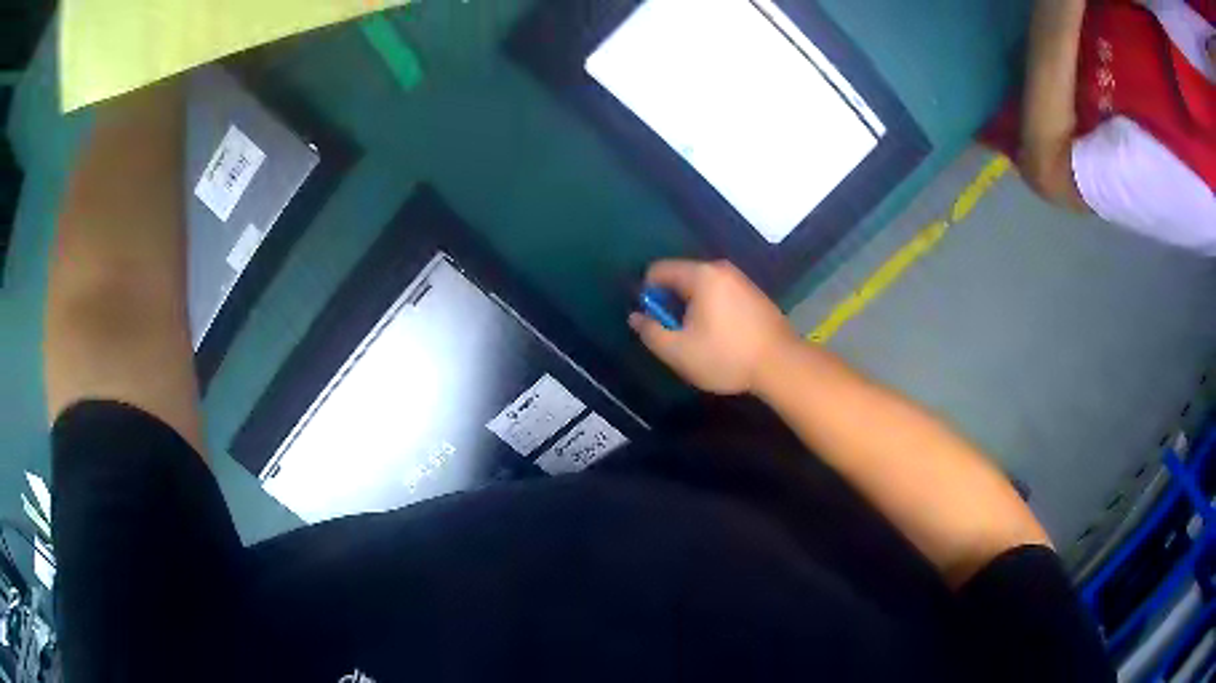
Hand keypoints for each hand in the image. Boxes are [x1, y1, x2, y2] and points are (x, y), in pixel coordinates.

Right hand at [628, 259, 798, 395]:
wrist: (781, 364)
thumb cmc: (726, 356)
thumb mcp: (679, 351)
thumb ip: (650, 332)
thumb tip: (635, 317)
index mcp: (700, 275)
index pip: (658, 270)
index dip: (647, 294)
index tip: (653, 322)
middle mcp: (720, 269)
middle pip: (681, 277)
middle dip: (671, 303)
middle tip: (677, 335)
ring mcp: (741, 280)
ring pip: (702, 288)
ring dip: (692, 309)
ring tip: (699, 340)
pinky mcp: (755, 295)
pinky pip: (721, 294)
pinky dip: (712, 310)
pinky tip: (721, 337)